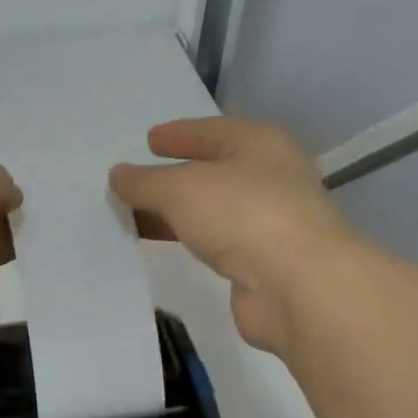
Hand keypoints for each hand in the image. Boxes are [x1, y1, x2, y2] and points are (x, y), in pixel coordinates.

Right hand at [110, 117, 352, 353]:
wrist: (298, 286)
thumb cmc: (243, 216)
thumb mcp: (182, 189)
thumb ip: (145, 182)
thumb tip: (119, 175)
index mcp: (260, 144)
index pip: (212, 130)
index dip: (180, 134)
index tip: (149, 140)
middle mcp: (271, 176)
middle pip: (215, 170)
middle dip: (175, 176)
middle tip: (139, 182)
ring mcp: (271, 221)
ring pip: (215, 209)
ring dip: (180, 212)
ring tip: (141, 217)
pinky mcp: (265, 261)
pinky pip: (218, 241)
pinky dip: (193, 239)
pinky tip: (172, 245)